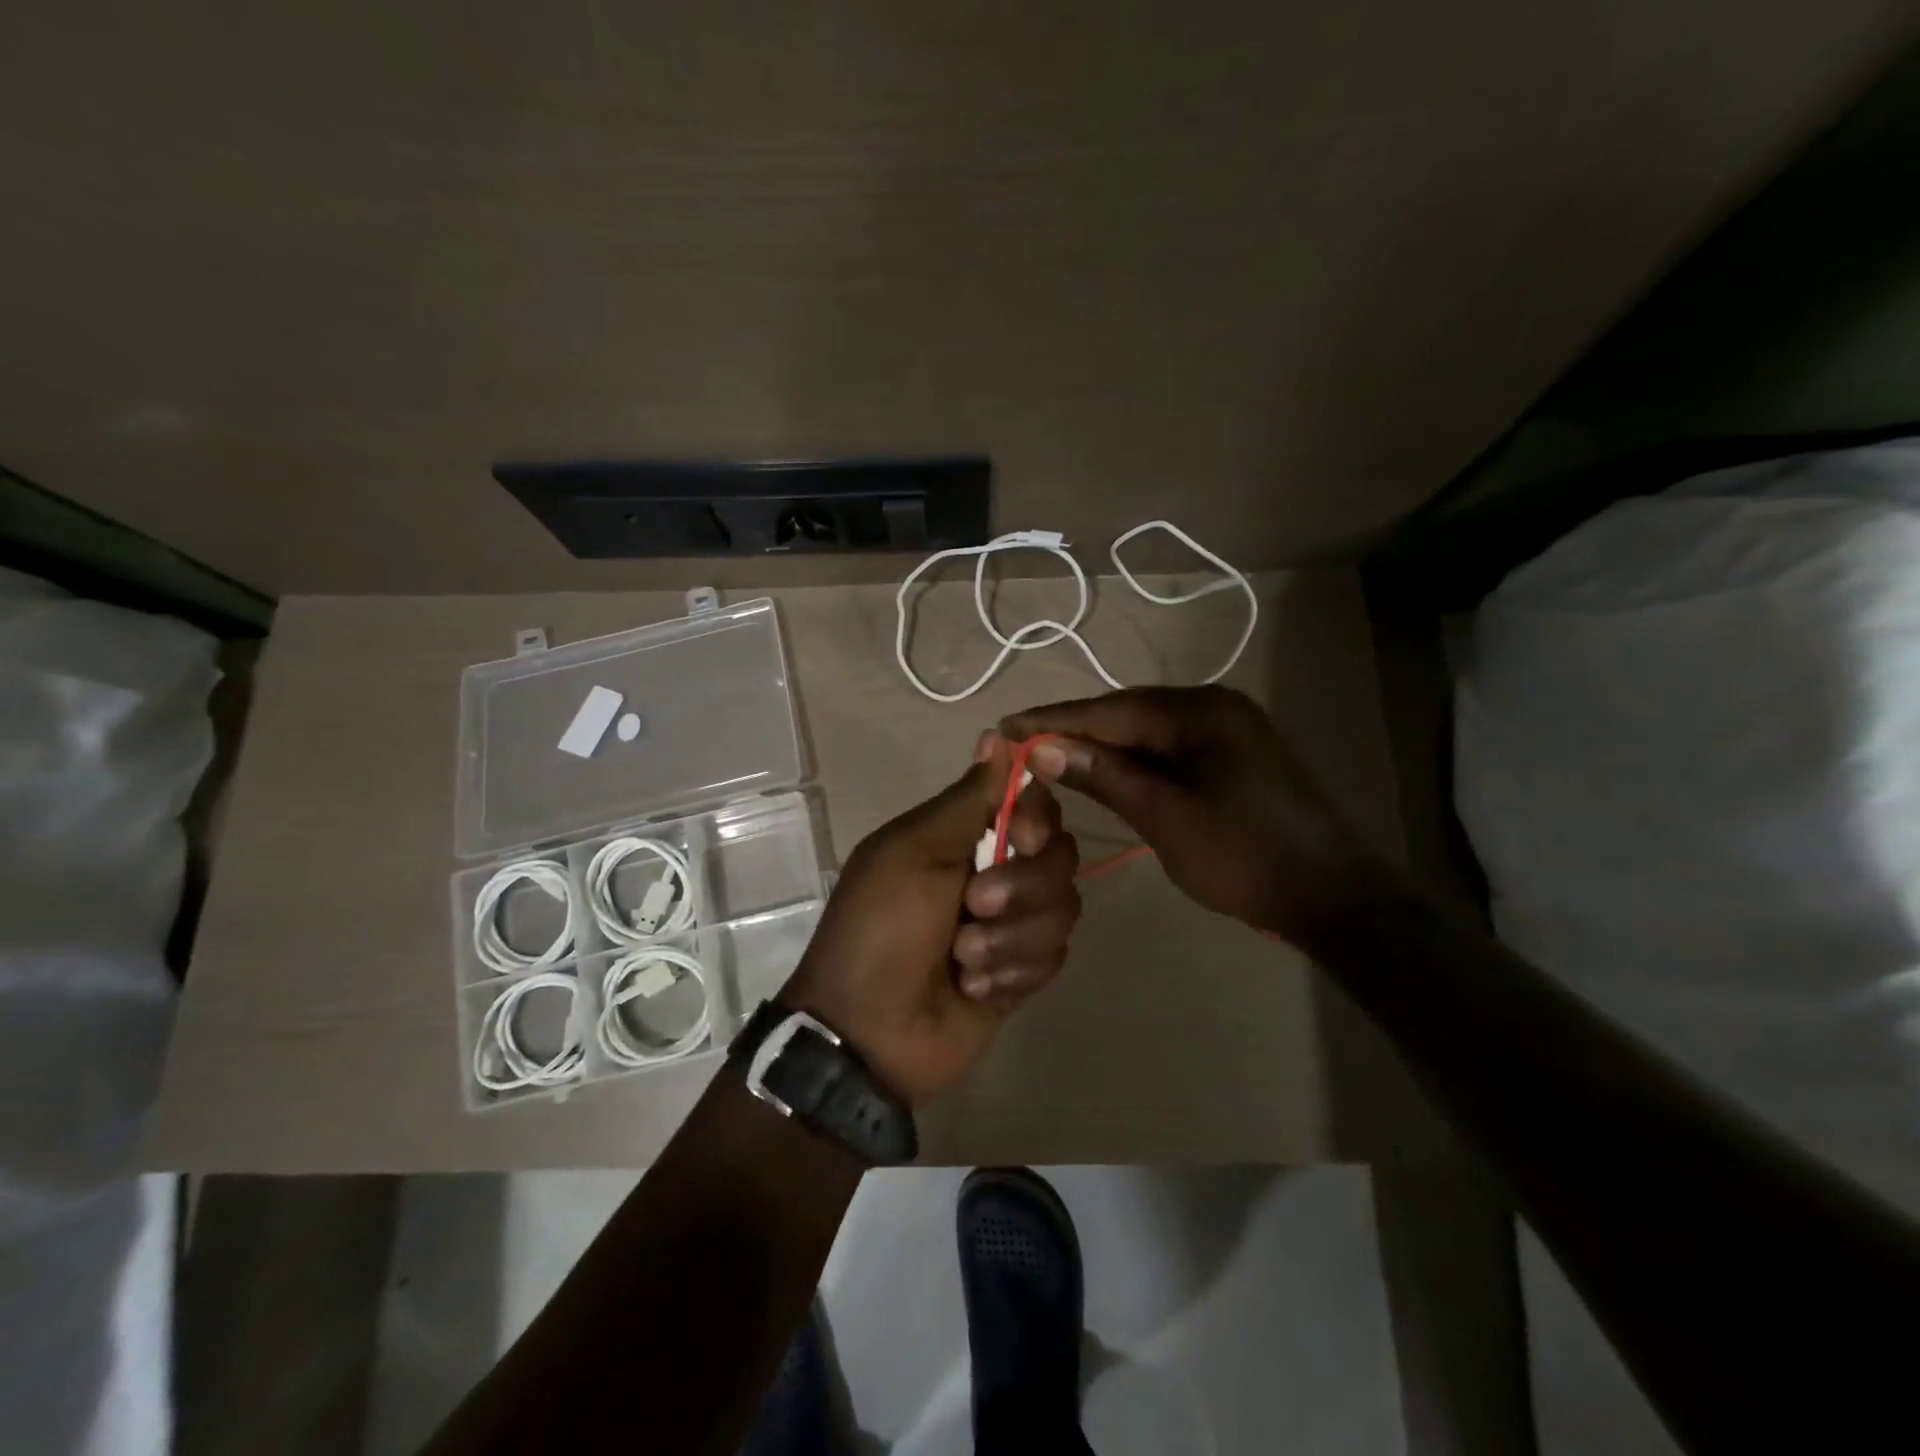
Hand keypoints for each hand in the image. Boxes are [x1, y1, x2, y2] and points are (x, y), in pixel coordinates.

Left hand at [780, 733, 1080, 1106]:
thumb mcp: (913, 852)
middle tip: (972, 906)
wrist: (868, 1031)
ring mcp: (1012, 925)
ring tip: (961, 960)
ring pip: (1063, 910)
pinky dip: (1012, 973)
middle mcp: (996, 872)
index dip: (1037, 818)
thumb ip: (966, 799)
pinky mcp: (1023, 974)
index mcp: (964, 837)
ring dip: (1009, 938)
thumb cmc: (880, 928)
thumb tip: (997, 734)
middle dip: (1021, 887)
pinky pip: (1054, 958)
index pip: (1033, 805)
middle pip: (1059, 857)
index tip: (1017, 836)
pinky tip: (972, 989)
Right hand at [1002, 686, 1381, 943]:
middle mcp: (1213, 706)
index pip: (1110, 710)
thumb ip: (1105, 776)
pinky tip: (1102, 770)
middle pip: (1127, 713)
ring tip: (1047, 756)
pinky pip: (1167, 748)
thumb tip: (1044, 748)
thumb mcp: (1166, 817)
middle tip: (1018, 744)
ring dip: (1100, 745)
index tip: (1003, 727)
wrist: (1333, 896)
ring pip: (1146, 730)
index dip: (1054, 720)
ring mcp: (1226, 729)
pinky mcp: (1232, 755)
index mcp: (1200, 712)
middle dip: (1073, 729)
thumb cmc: (1244, 857)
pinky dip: (1131, 760)